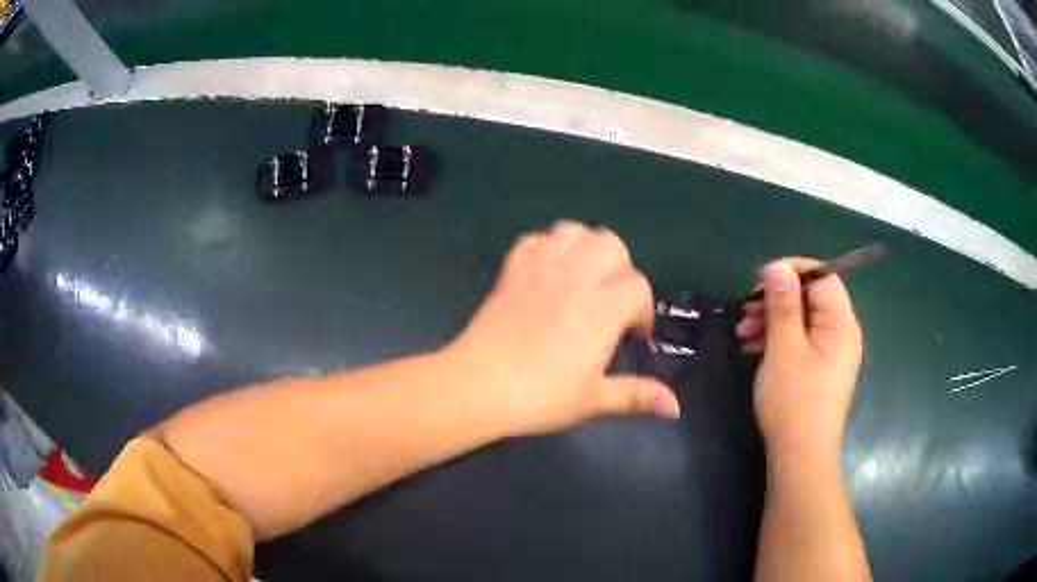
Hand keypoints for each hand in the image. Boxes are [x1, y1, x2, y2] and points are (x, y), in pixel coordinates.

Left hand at [444, 221, 679, 435]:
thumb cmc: (540, 397)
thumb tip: (674, 407)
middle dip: (621, 268)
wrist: (479, 385)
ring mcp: (540, 270)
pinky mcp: (511, 271)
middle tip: (611, 299)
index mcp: (601, 309)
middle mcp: (574, 279)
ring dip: (585, 248)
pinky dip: (546, 247)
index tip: (633, 336)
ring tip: (583, 277)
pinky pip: (534, 240)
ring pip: (573, 231)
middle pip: (611, 244)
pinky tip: (547, 272)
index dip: (642, 311)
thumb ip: (636, 396)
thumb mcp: (593, 400)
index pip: (638, 286)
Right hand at [735, 259, 861, 459]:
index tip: (759, 279)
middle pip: (811, 298)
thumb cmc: (794, 402)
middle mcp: (841, 333)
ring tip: (742, 333)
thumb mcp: (784, 349)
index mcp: (841, 323)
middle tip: (745, 310)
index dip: (792, 271)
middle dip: (776, 299)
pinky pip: (800, 340)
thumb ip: (783, 304)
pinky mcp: (819, 368)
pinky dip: (777, 339)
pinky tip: (752, 348)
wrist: (800, 457)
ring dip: (772, 320)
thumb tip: (777, 266)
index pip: (823, 276)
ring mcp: (830, 353)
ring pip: (802, 320)